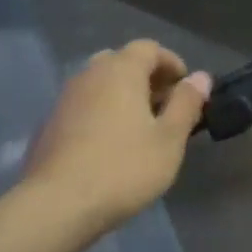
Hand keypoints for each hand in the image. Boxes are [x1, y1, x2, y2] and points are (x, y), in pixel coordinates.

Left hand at [22, 41, 211, 234]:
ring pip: (99, 84)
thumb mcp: (169, 139)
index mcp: (120, 70)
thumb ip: (186, 104)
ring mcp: (65, 98)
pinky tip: (109, 145)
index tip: (186, 89)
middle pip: (121, 61)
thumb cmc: (123, 168)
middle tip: (164, 107)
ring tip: (140, 128)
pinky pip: (83, 106)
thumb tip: (201, 77)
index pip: (148, 48)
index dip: (171, 63)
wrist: (57, 203)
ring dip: (122, 95)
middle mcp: (89, 74)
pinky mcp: (50, 123)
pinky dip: (101, 113)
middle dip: (146, 78)